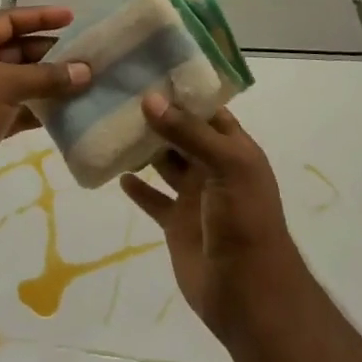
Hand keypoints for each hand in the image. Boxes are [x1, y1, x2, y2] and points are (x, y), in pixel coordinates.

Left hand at [0, 7, 91, 216]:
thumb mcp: (4, 85)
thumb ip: (46, 76)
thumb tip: (85, 71)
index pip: (8, 20)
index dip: (39, 16)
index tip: (71, 17)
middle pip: (17, 50)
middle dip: (49, 52)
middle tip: (85, 54)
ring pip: (21, 81)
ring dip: (49, 82)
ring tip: (84, 81)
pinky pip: (21, 108)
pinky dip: (41, 109)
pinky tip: (68, 111)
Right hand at [121, 96, 304, 340]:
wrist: (248, 293)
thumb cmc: (245, 220)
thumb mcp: (227, 166)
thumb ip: (188, 133)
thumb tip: (149, 99)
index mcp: (234, 149)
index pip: (208, 111)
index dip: (183, 91)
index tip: (150, 68)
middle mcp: (214, 167)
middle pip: (182, 133)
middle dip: (158, 115)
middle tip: (120, 92)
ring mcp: (194, 196)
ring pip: (165, 163)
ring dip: (144, 148)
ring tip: (113, 123)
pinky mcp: (176, 224)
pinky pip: (153, 199)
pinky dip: (137, 188)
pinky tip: (117, 172)